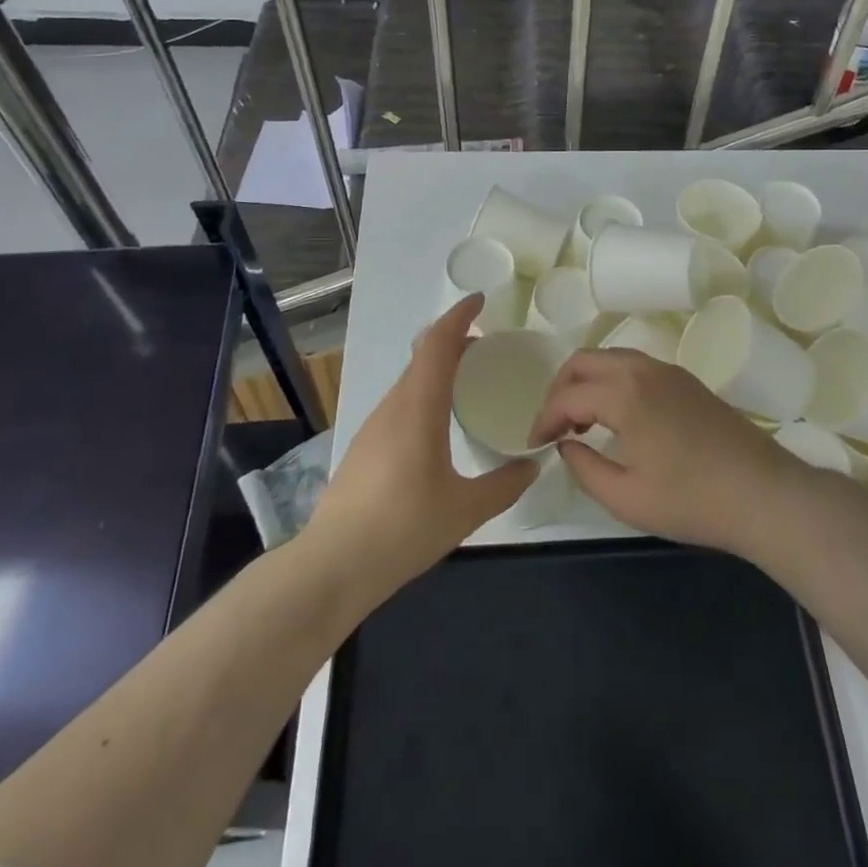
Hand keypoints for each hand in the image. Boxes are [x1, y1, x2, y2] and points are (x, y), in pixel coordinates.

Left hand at [306, 296, 536, 598]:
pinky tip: (439, 422)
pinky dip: (425, 392)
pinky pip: (401, 402)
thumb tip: (534, 464)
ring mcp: (374, 425)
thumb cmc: (403, 529)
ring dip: (438, 367)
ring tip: (468, 380)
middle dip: (454, 340)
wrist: (332, 565)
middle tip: (487, 346)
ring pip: (410, 379)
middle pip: (423, 355)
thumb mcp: (466, 510)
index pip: (439, 344)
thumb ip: (505, 485)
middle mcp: (394, 406)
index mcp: (418, 407)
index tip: (482, 301)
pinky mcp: (365, 446)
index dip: (459, 316)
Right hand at [529, 348, 815, 558]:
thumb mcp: (627, 498)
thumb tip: (565, 446)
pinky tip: (616, 417)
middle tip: (554, 428)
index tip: (535, 445)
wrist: (763, 494)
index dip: (544, 419)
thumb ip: (585, 468)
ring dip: (587, 382)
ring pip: (611, 358)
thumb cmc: (692, 501)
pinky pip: (635, 366)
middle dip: (560, 390)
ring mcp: (669, 371)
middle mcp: (644, 369)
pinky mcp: (686, 380)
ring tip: (580, 423)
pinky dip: (612, 381)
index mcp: (625, 393)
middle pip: (585, 360)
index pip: (568, 395)